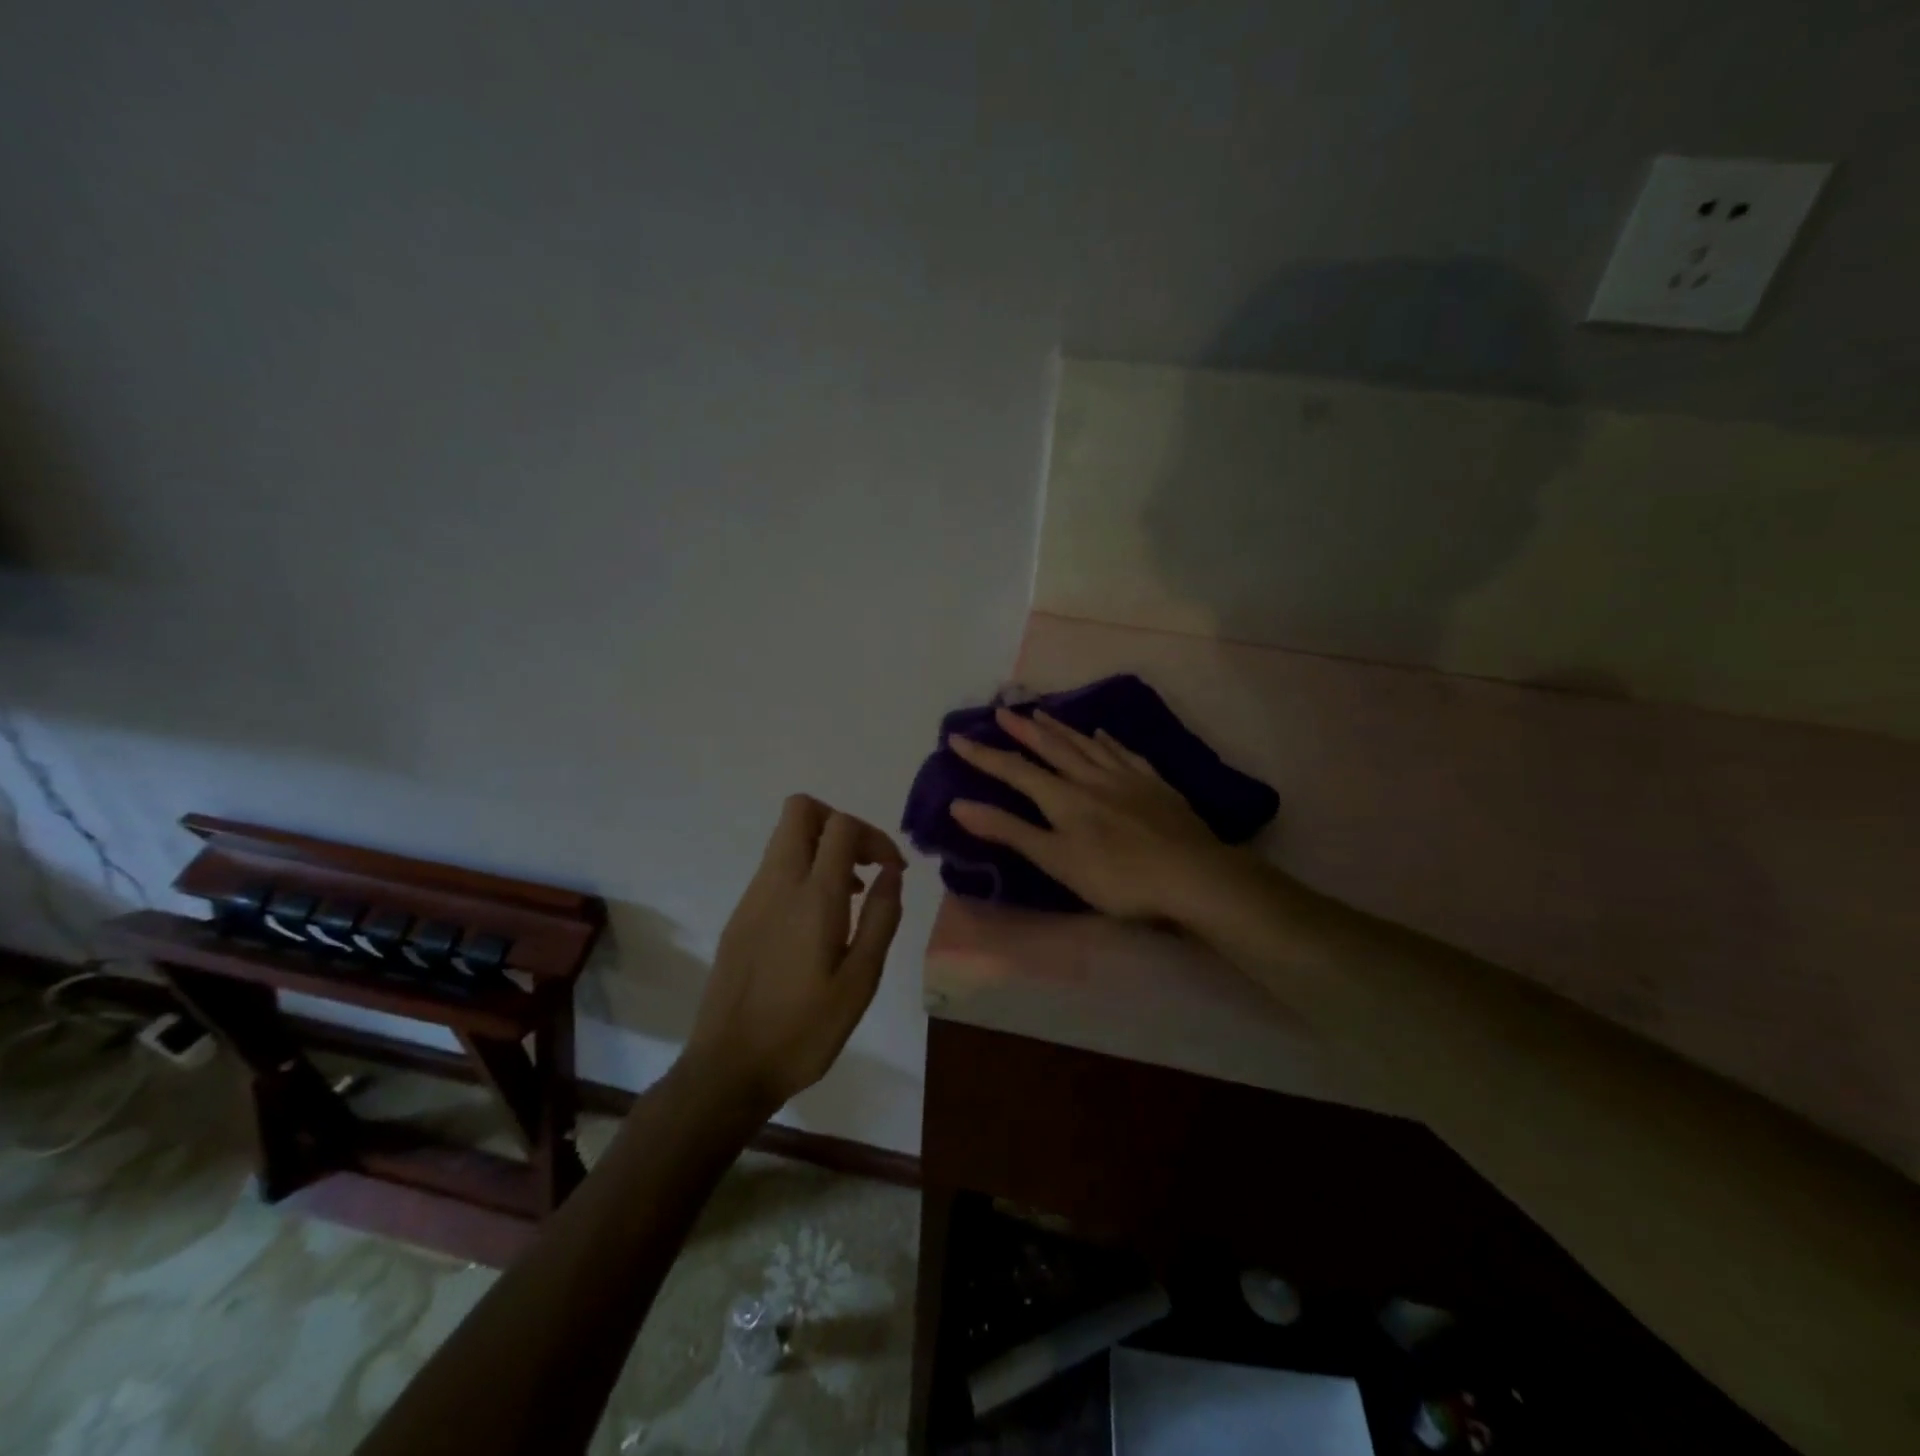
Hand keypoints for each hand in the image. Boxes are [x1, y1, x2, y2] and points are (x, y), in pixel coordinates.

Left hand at [682, 795, 904, 1114]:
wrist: (728, 1068)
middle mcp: (777, 884)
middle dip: (840, 823)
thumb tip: (891, 872)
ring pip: (785, 839)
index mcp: (812, 898)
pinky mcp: (739, 916)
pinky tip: (818, 922)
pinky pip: (774, 869)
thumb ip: (880, 918)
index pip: (841, 826)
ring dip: (822, 849)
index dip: (875, 836)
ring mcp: (752, 898)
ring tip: (850, 897)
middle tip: (864, 863)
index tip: (893, 870)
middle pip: (801, 810)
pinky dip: (803, 872)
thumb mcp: (860, 981)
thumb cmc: (804, 1030)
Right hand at [948, 708, 1237, 920]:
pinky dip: (1108, 741)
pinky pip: (1124, 753)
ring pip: (1086, 744)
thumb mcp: (1056, 860)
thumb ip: (1009, 831)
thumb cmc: (1117, 877)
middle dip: (1023, 729)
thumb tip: (959, 804)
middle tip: (1002, 710)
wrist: (1192, 875)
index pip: (1015, 771)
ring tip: (1042, 712)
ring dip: (1060, 728)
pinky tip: (1103, 733)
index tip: (957, 737)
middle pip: (1052, 747)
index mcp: (1063, 798)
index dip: (984, 755)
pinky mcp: (1155, 784)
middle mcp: (1091, 778)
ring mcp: (1126, 777)